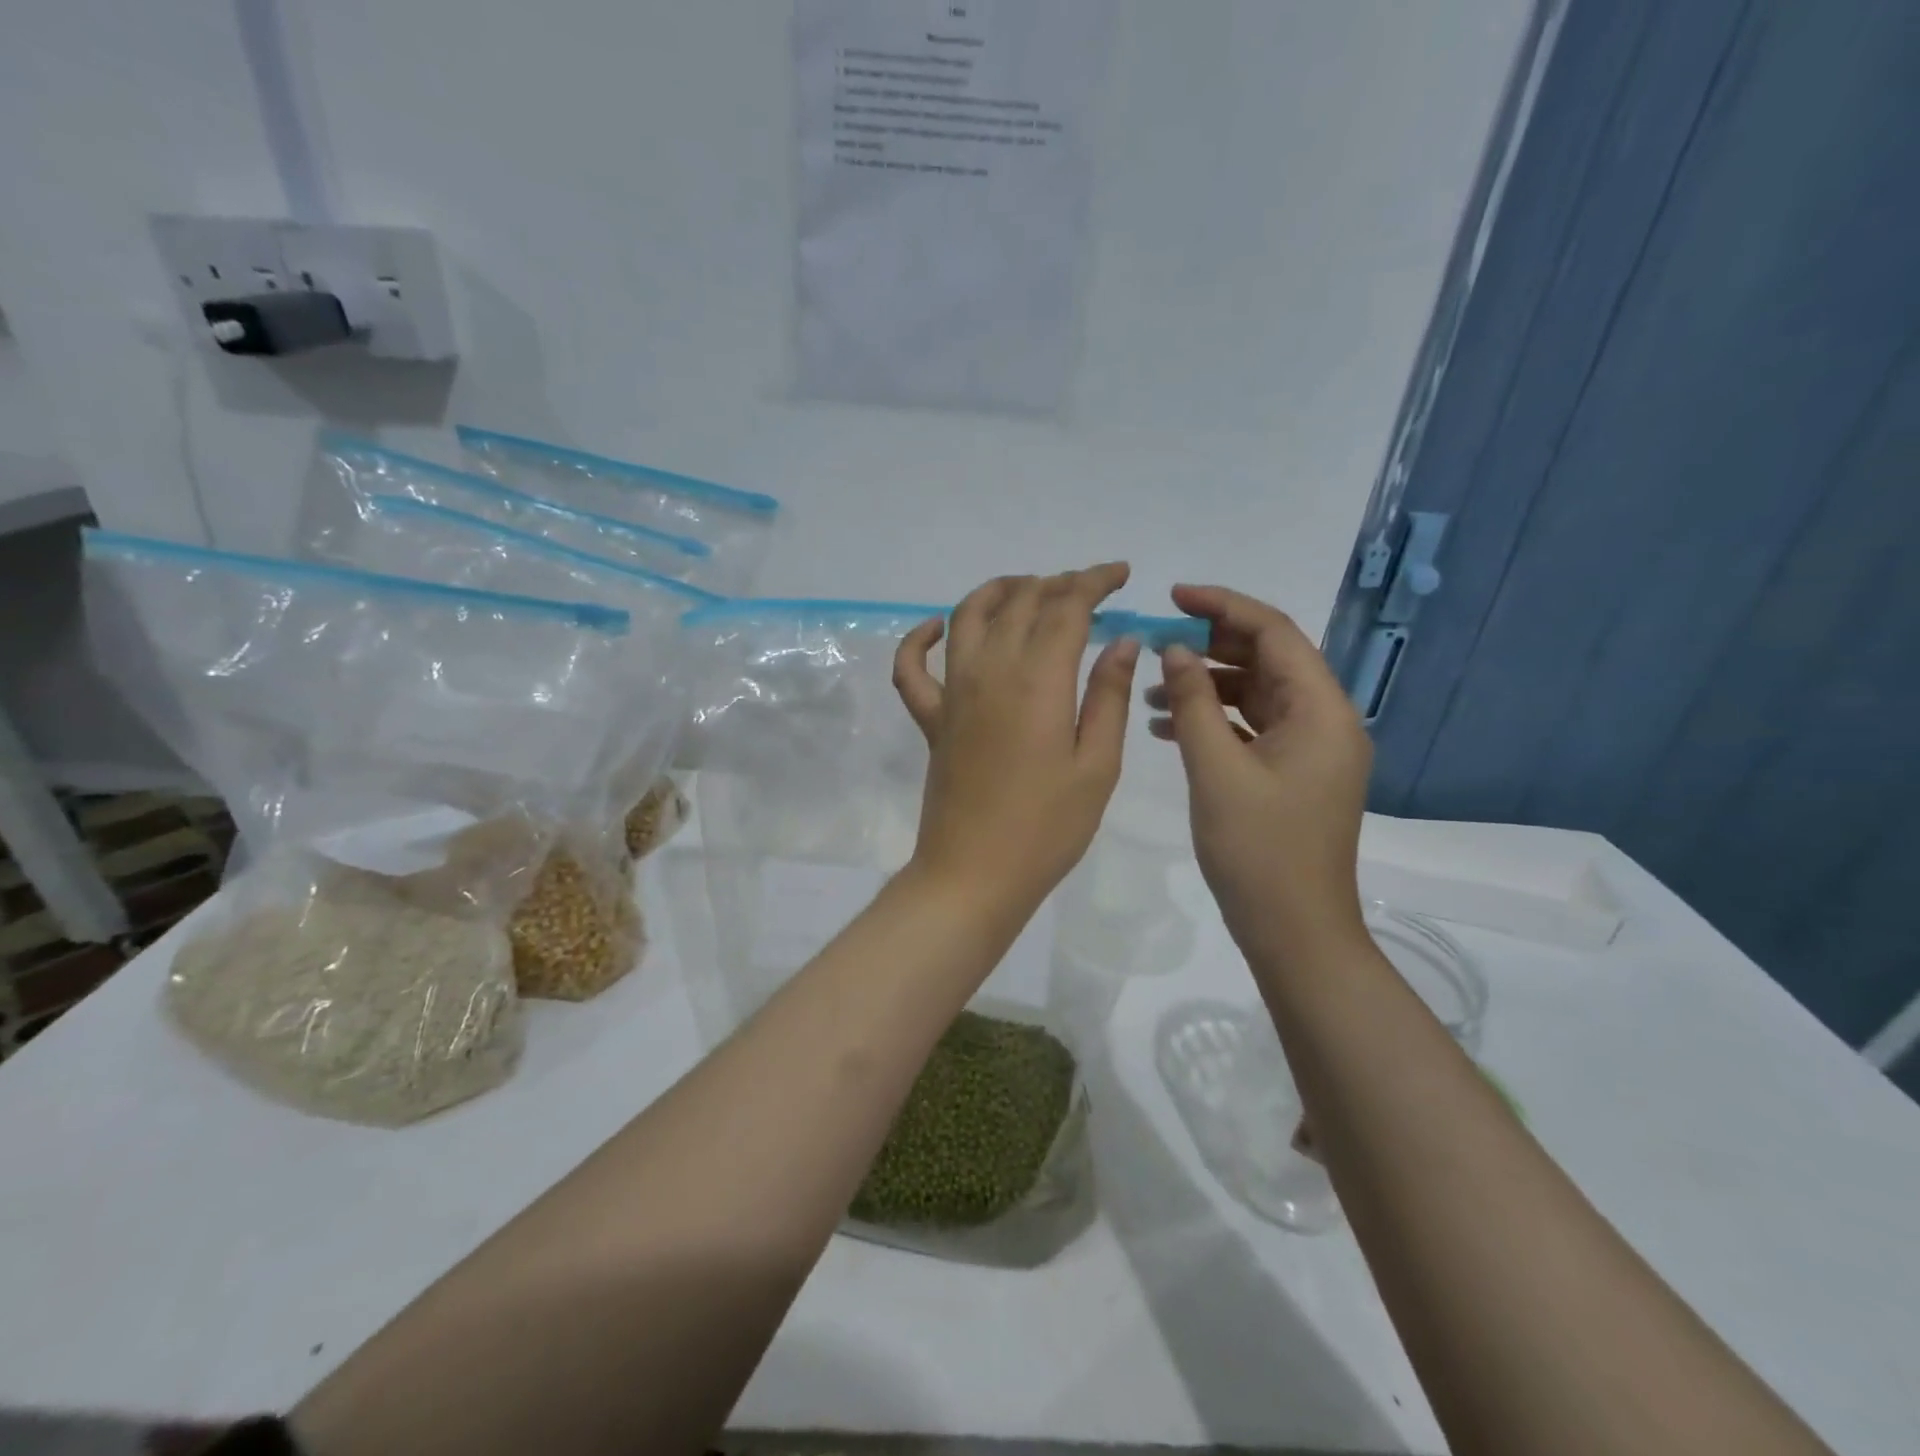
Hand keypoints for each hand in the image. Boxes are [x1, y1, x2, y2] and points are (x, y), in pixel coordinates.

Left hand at [893, 564, 1139, 920]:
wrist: (974, 874)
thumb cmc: (1047, 828)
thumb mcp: (1097, 766)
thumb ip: (1108, 696)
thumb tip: (1123, 642)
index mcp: (1038, 680)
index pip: (1066, 607)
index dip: (1093, 582)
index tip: (1119, 575)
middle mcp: (990, 671)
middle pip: (1019, 603)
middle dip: (1055, 584)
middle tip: (1086, 590)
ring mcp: (952, 693)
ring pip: (966, 617)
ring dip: (997, 592)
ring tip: (1026, 590)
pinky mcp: (930, 719)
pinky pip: (911, 668)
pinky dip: (918, 639)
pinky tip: (936, 629)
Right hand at [1147, 584, 1372, 960]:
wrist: (1294, 930)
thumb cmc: (1259, 849)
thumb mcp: (1217, 770)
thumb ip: (1193, 702)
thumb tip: (1175, 649)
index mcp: (1322, 710)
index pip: (1275, 633)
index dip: (1224, 607)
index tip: (1173, 597)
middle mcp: (1326, 721)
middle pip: (1268, 660)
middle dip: (1212, 646)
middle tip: (1157, 643)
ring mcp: (1312, 750)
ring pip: (1257, 695)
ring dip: (1207, 686)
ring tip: (1152, 691)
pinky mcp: (1294, 774)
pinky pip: (1253, 729)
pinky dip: (1215, 720)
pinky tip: (1169, 727)